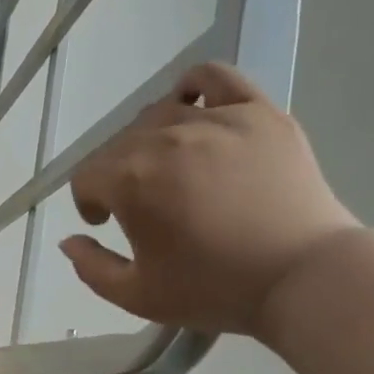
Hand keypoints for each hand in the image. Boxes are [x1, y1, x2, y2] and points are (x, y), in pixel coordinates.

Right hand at [59, 62, 358, 338]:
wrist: (304, 278)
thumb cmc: (214, 290)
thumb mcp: (137, 296)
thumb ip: (91, 268)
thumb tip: (69, 241)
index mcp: (130, 181)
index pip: (86, 177)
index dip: (89, 204)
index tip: (106, 224)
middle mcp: (164, 139)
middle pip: (118, 145)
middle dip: (117, 176)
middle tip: (140, 206)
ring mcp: (215, 120)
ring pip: (159, 113)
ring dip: (149, 141)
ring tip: (169, 168)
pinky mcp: (258, 113)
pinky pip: (215, 77)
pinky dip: (195, 86)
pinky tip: (194, 108)